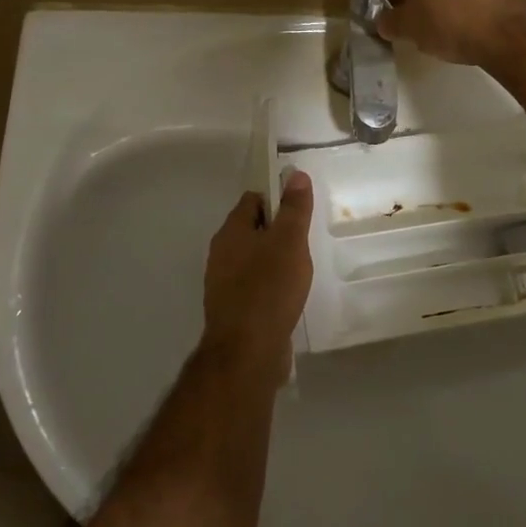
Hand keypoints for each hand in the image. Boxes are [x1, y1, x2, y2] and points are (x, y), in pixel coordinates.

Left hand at [202, 170, 315, 378]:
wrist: (247, 351)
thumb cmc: (269, 288)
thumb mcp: (289, 241)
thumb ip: (294, 208)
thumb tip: (296, 175)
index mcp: (231, 232)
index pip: (252, 200)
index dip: (276, 199)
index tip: (300, 210)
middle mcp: (221, 254)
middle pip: (251, 229)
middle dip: (276, 231)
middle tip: (304, 240)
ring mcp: (223, 284)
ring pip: (252, 259)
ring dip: (273, 260)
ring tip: (300, 269)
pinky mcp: (232, 310)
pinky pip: (253, 286)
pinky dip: (269, 285)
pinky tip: (287, 296)